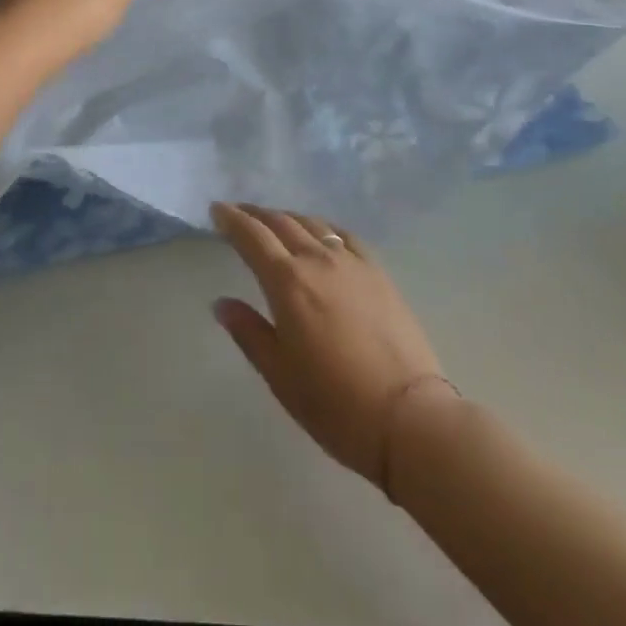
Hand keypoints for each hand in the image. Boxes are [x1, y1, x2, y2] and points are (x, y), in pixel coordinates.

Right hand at [211, 202, 453, 487]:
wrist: (408, 417)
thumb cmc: (335, 404)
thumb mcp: (280, 375)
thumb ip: (249, 332)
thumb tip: (222, 303)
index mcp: (287, 282)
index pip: (252, 237)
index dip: (231, 219)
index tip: (216, 209)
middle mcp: (317, 260)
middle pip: (281, 223)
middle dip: (256, 215)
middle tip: (239, 213)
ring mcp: (351, 263)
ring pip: (312, 224)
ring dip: (287, 217)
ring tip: (275, 221)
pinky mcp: (378, 272)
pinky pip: (344, 236)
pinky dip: (323, 227)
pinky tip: (321, 233)